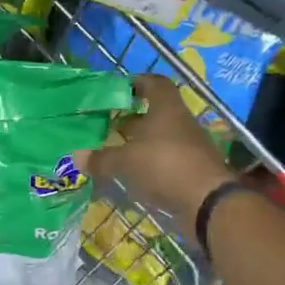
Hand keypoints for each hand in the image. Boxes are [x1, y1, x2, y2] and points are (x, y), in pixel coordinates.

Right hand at [88, 75, 234, 220]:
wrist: (207, 201)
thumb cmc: (164, 166)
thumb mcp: (125, 162)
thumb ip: (101, 158)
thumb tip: (77, 157)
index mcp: (166, 108)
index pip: (154, 83)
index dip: (137, 83)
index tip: (119, 91)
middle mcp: (180, 122)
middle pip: (156, 112)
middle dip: (132, 118)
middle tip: (109, 125)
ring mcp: (190, 146)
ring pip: (161, 137)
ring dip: (141, 143)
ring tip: (117, 152)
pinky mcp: (193, 169)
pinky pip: (167, 159)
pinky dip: (151, 163)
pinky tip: (134, 175)